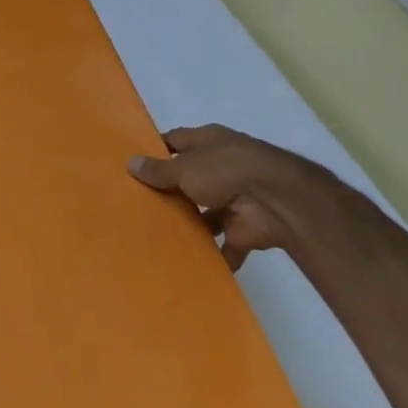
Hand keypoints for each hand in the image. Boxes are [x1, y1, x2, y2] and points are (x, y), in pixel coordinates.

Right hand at [128, 125, 335, 267]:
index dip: (155, 151)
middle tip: (136, 207)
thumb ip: (158, 170)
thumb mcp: (184, 167)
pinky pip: (224, 245)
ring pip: (205, 215)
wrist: (277, 201)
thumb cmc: (225, 170)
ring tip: (155, 238)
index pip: (176, 142)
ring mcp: (234, 200)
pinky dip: (212, 256)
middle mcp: (221, 167)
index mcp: (208, 142)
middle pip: (189, 180)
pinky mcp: (244, 229)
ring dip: (189, 226)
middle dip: (169, 193)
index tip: (132, 165)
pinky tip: (186, 265)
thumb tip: (130, 163)